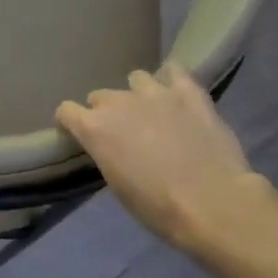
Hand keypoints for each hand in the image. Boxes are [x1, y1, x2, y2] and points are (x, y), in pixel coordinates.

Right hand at [56, 63, 259, 253]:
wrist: (211, 202)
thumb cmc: (157, 206)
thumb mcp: (117, 185)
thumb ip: (108, 154)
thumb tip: (113, 147)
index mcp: (95, 129)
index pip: (66, 111)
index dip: (70, 123)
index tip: (77, 136)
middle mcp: (119, 103)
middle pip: (100, 96)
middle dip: (104, 111)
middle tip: (120, 132)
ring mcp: (155, 93)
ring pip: (135, 78)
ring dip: (136, 94)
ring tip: (150, 111)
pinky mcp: (189, 92)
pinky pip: (174, 70)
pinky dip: (171, 80)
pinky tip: (175, 93)